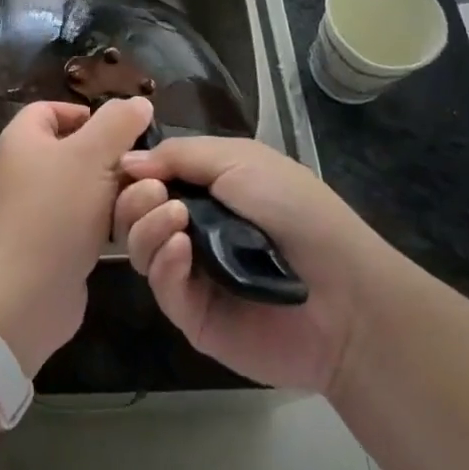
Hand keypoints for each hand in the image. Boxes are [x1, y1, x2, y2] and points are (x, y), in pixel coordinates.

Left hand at [0, 97, 153, 375]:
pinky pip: (83, 220)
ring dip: (115, 193)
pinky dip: (106, 222)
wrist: (26, 294)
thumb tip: (139, 102)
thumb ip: (118, 123)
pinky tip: (131, 228)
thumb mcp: (93, 155)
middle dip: (110, 156)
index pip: (52, 109)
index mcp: (23, 139)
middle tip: (142, 166)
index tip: (121, 129)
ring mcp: (35, 209)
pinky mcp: (49, 243)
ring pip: (84, 187)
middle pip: (74, 149)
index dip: (86, 113)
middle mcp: (24, 169)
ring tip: (145, 198)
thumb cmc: (56, 211)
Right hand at [113, 137, 376, 395]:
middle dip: (134, 198)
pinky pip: (161, 286)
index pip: (149, 176)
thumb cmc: (295, 209)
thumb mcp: (240, 159)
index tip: (123, 162)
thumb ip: (180, 155)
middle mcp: (190, 226)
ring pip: (140, 248)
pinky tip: (181, 249)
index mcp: (204, 188)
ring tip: (174, 218)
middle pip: (134, 213)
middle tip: (154, 193)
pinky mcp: (193, 314)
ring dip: (146, 226)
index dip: (133, 169)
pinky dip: (163, 262)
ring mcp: (190, 272)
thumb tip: (127, 160)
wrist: (344, 292)